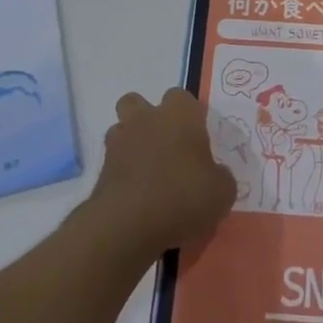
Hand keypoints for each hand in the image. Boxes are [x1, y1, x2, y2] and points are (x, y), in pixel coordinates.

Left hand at [85, 89, 235, 260]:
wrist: (128, 225)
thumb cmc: (182, 197)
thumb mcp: (221, 192)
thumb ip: (220, 176)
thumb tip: (215, 174)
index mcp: (179, 115)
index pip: (182, 97)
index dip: (189, 115)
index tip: (197, 138)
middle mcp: (147, 119)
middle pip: (138, 102)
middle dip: (148, 118)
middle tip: (166, 146)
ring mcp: (119, 142)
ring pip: (121, 128)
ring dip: (131, 143)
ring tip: (147, 171)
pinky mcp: (100, 170)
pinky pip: (113, 162)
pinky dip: (122, 172)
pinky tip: (136, 195)